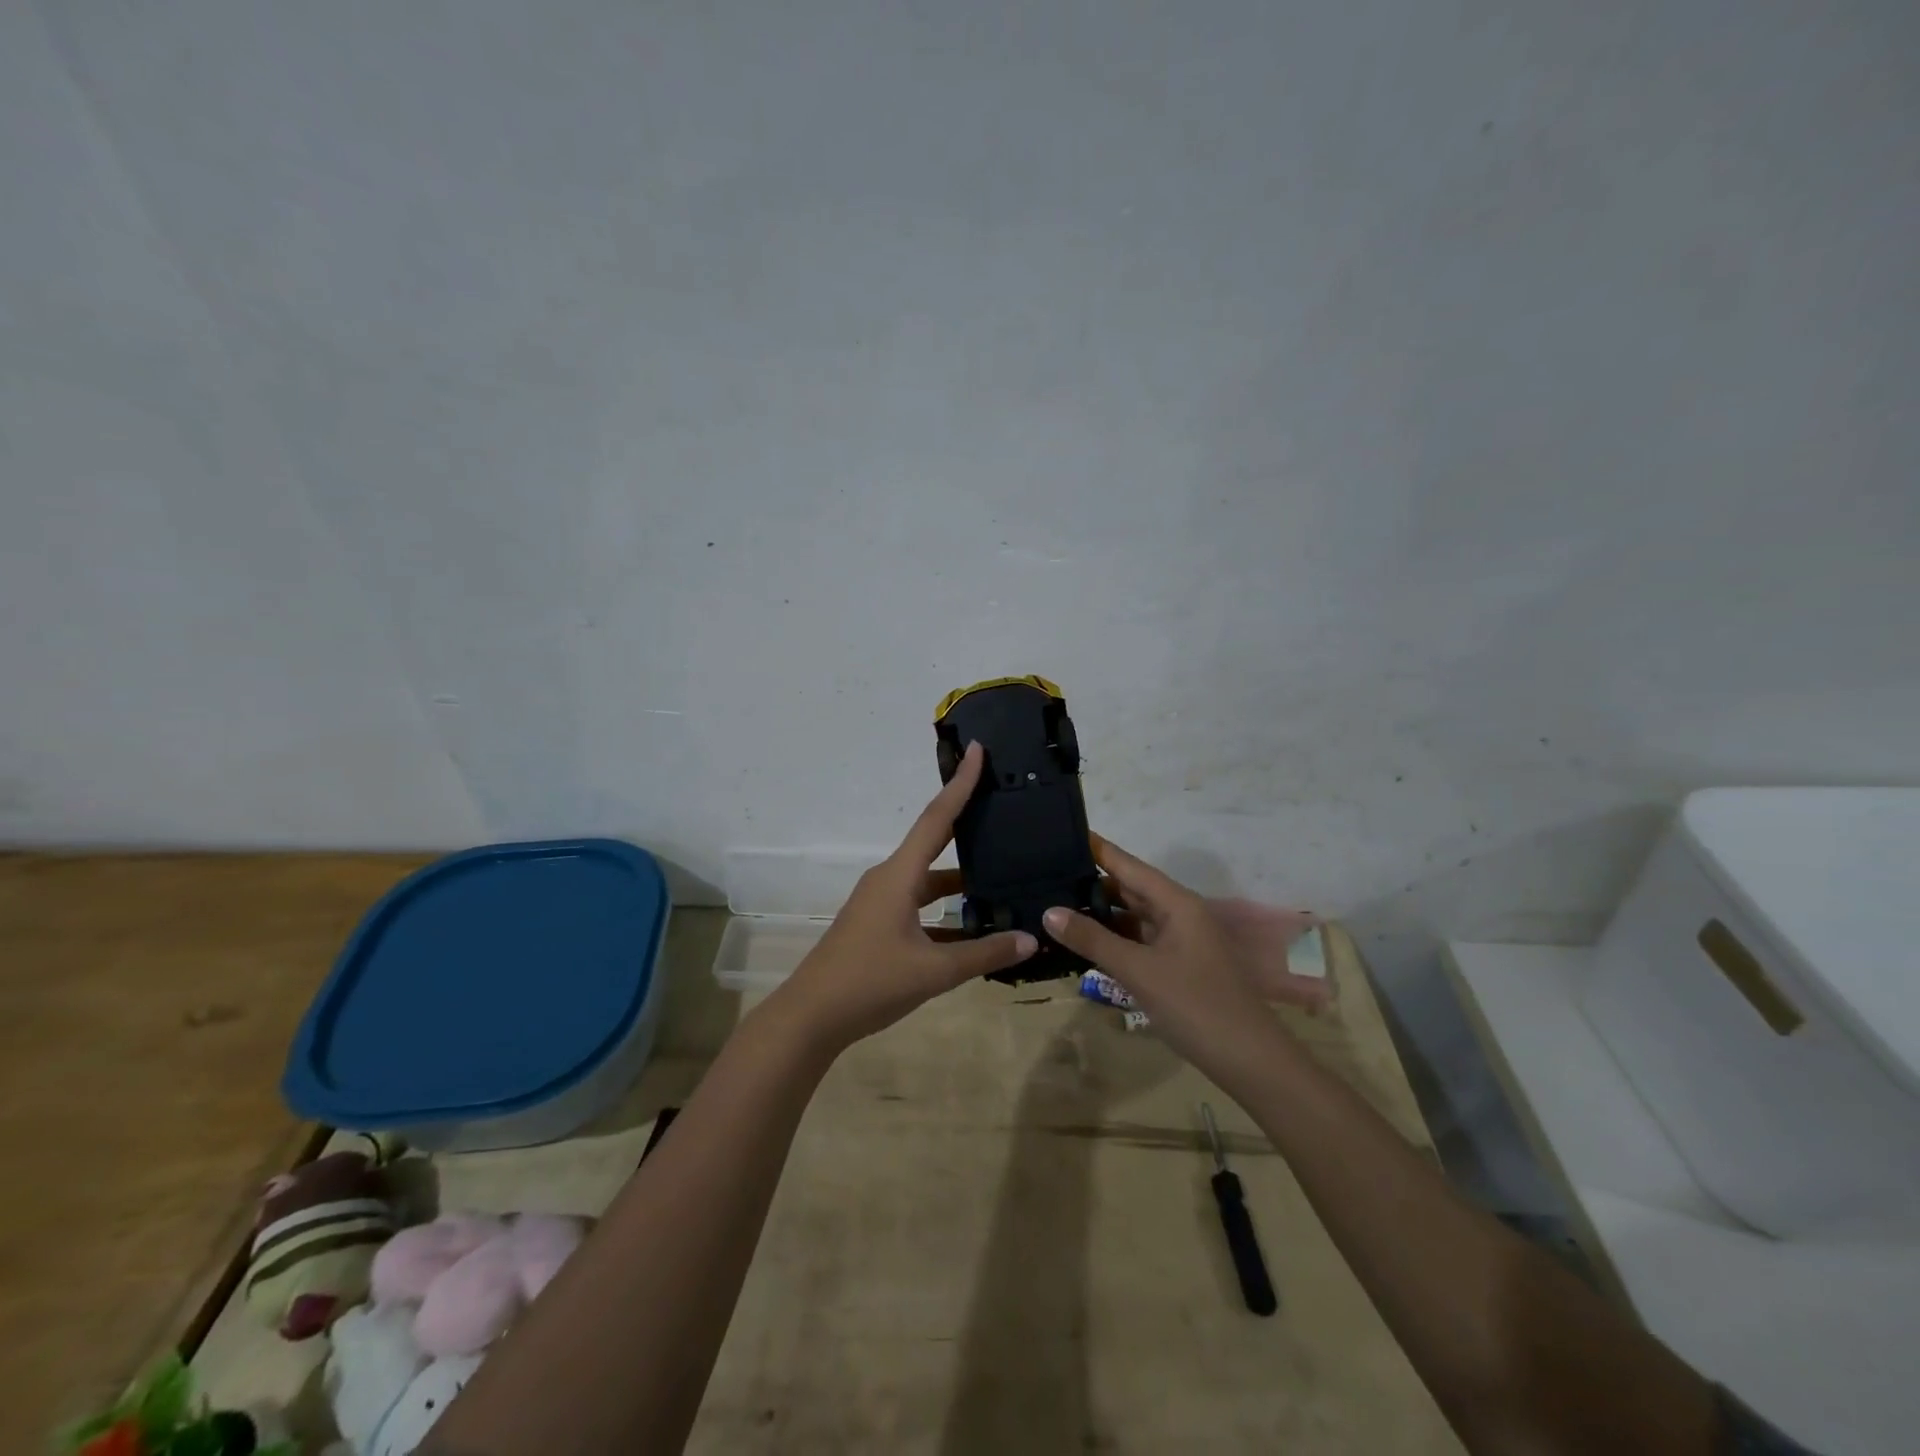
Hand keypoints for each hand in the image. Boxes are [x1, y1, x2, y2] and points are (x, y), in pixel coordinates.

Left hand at [771, 741, 1036, 1051]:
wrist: (810, 1017)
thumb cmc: (869, 983)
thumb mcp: (933, 971)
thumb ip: (984, 954)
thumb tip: (1030, 939)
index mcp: (899, 875)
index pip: (937, 818)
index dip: (960, 784)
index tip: (977, 750)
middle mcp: (890, 879)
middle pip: (934, 841)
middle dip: (966, 821)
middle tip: (1001, 803)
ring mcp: (881, 902)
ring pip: (929, 878)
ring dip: (960, 876)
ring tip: (1003, 871)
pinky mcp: (879, 925)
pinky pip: (920, 905)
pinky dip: (946, 910)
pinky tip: (975, 926)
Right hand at [1043, 838, 1313, 1095]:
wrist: (1249, 1061)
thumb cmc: (1195, 1005)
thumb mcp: (1138, 971)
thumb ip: (1093, 940)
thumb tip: (1049, 912)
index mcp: (1176, 903)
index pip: (1128, 864)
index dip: (1097, 849)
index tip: (1063, 832)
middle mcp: (1178, 914)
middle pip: (1130, 888)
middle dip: (1091, 882)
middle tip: (1046, 873)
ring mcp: (1179, 941)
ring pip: (1133, 917)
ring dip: (1100, 913)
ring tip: (1056, 904)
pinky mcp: (1177, 966)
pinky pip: (1139, 941)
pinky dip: (1113, 939)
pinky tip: (1084, 942)